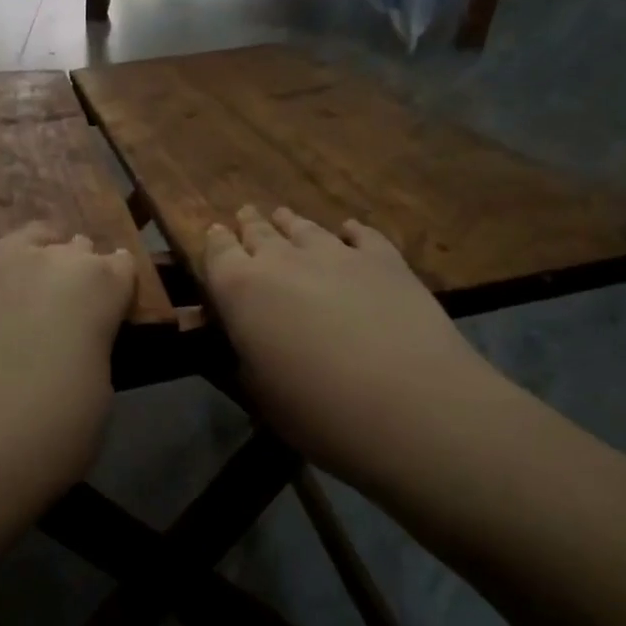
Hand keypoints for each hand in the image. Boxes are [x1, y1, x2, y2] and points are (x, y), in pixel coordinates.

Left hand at [0, 224, 136, 490]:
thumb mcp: (99, 393)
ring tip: (36, 256)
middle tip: (78, 289)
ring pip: (22, 238)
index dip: (122, 280)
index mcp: (99, 285)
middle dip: (80, 262)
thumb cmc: (54, 425)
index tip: (120, 293)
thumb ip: (91, 353)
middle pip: (74, 246)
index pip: (121, 266)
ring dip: (35, 247)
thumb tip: (75, 346)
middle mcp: (49, 261)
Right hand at [204, 206, 508, 481]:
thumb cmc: (318, 410)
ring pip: (305, 228)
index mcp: (241, 290)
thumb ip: (244, 355)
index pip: (218, 252)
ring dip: (291, 223)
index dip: (215, 242)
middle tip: (246, 215)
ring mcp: (337, 254)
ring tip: (284, 216)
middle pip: (260, 232)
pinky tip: (349, 229)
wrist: (410, 405)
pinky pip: (361, 235)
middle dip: (250, 225)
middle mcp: (283, 260)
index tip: (215, 234)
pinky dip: (350, 231)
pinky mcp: (384, 260)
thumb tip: (244, 339)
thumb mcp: (259, 393)